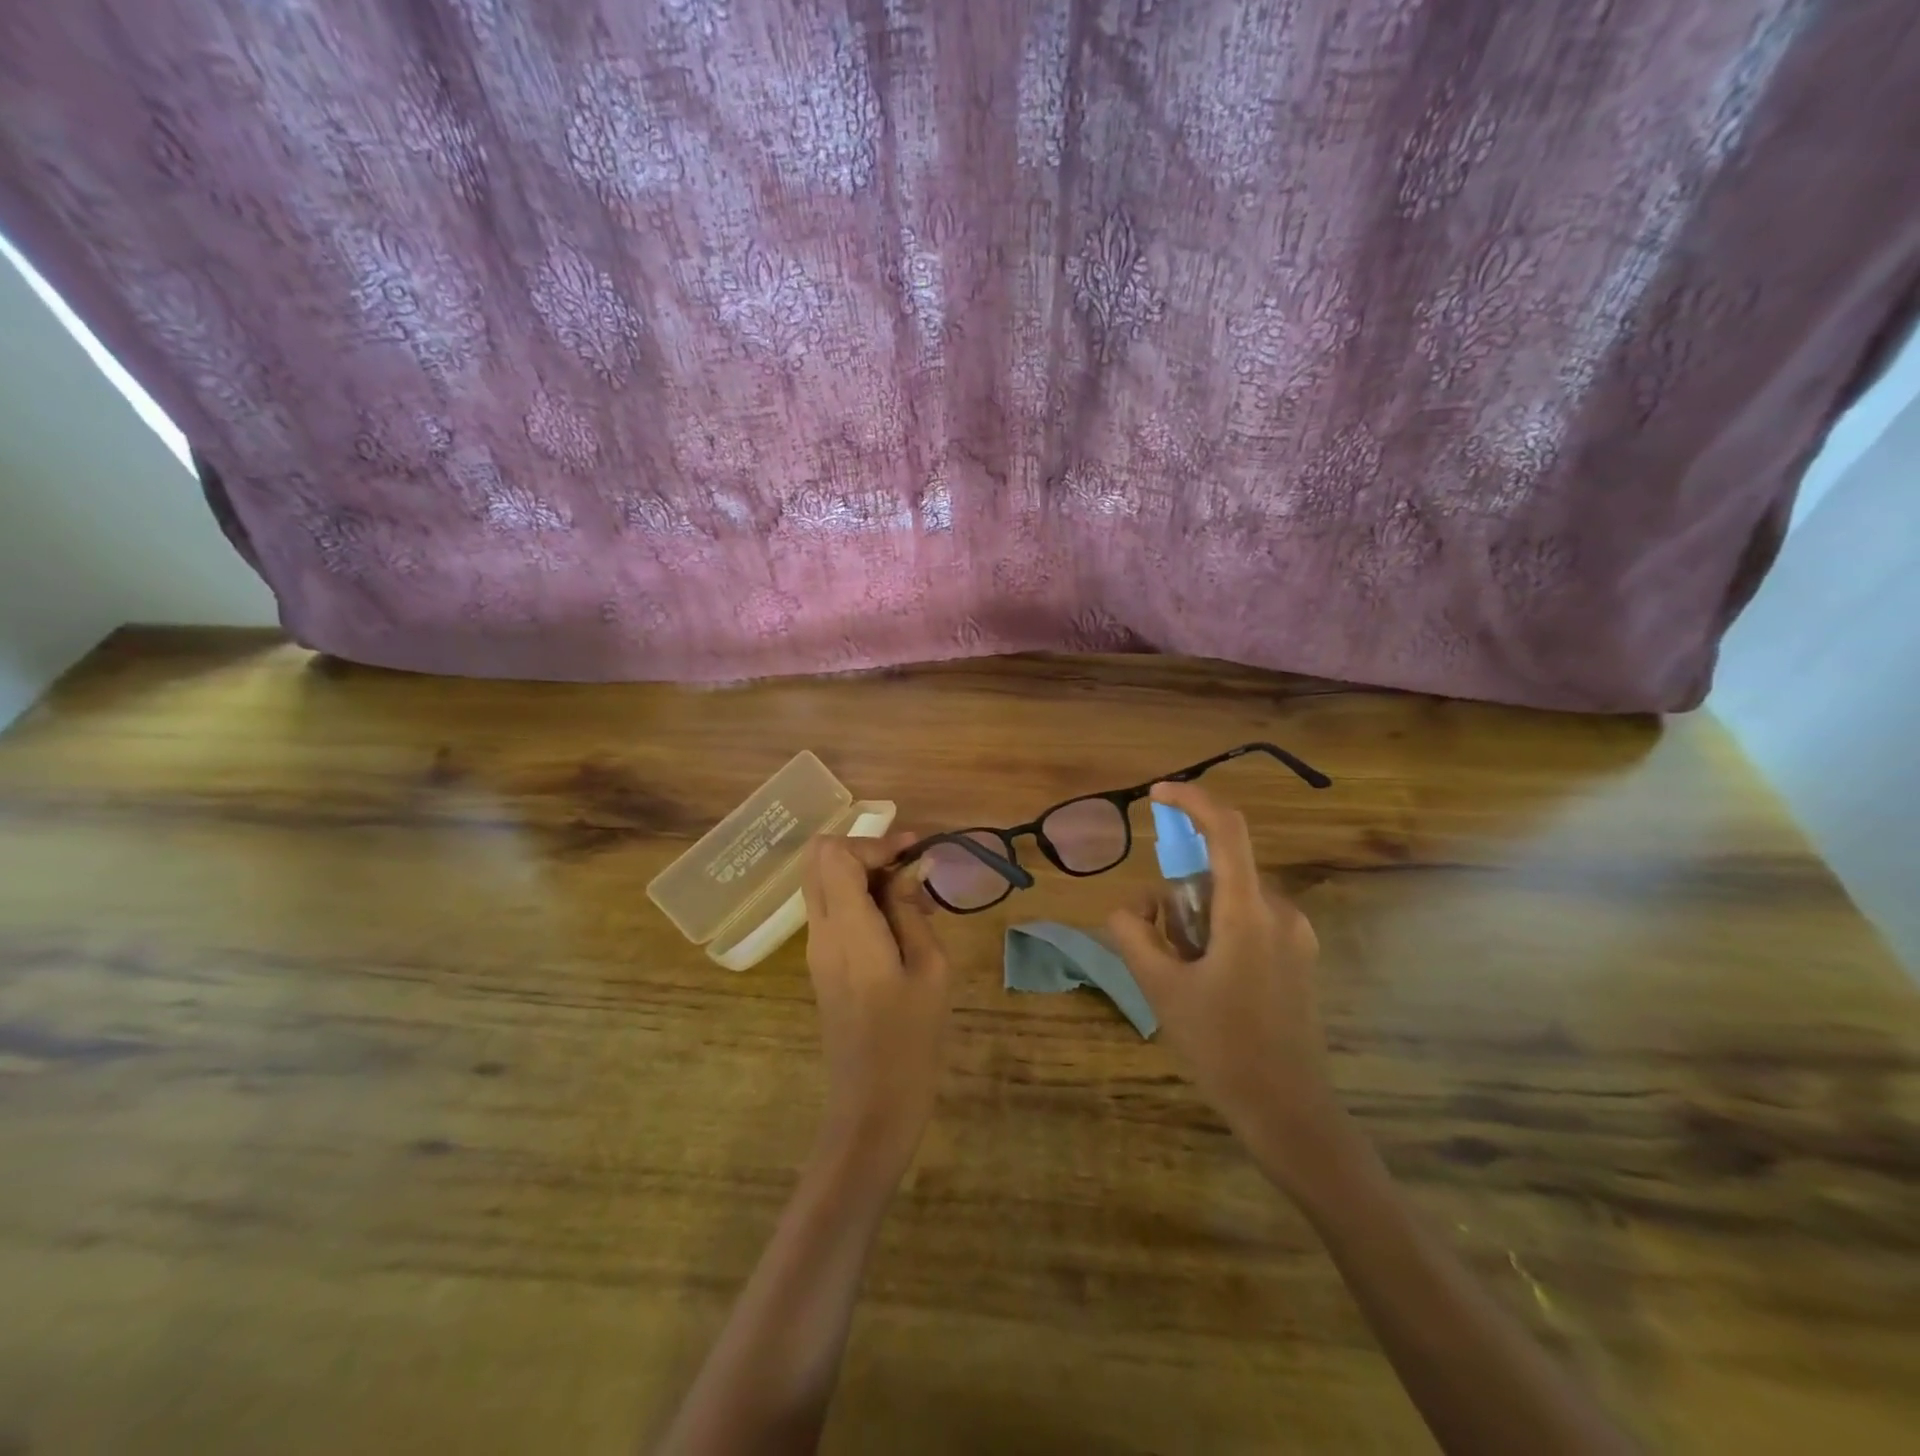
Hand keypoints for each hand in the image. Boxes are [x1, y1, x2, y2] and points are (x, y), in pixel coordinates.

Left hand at [800, 831, 951, 1184]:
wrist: (873, 1105)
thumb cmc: (911, 1039)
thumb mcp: (930, 968)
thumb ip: (912, 911)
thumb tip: (910, 869)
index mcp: (848, 930)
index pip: (836, 855)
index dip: (874, 842)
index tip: (913, 852)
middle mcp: (821, 932)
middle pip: (817, 859)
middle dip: (863, 850)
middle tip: (907, 865)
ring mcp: (816, 949)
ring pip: (822, 881)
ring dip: (861, 872)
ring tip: (910, 895)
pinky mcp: (822, 964)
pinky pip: (831, 908)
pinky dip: (858, 896)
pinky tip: (897, 919)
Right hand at [1105, 782, 1345, 1193]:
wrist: (1289, 1112)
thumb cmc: (1222, 1047)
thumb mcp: (1160, 989)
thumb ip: (1132, 935)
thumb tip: (1127, 909)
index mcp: (1248, 913)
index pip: (1226, 831)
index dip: (1192, 801)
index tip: (1157, 794)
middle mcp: (1280, 912)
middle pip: (1218, 872)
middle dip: (1178, 892)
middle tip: (1155, 940)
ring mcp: (1295, 936)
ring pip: (1230, 899)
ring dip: (1196, 918)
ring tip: (1181, 973)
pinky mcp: (1299, 958)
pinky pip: (1248, 921)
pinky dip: (1217, 932)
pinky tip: (1207, 980)